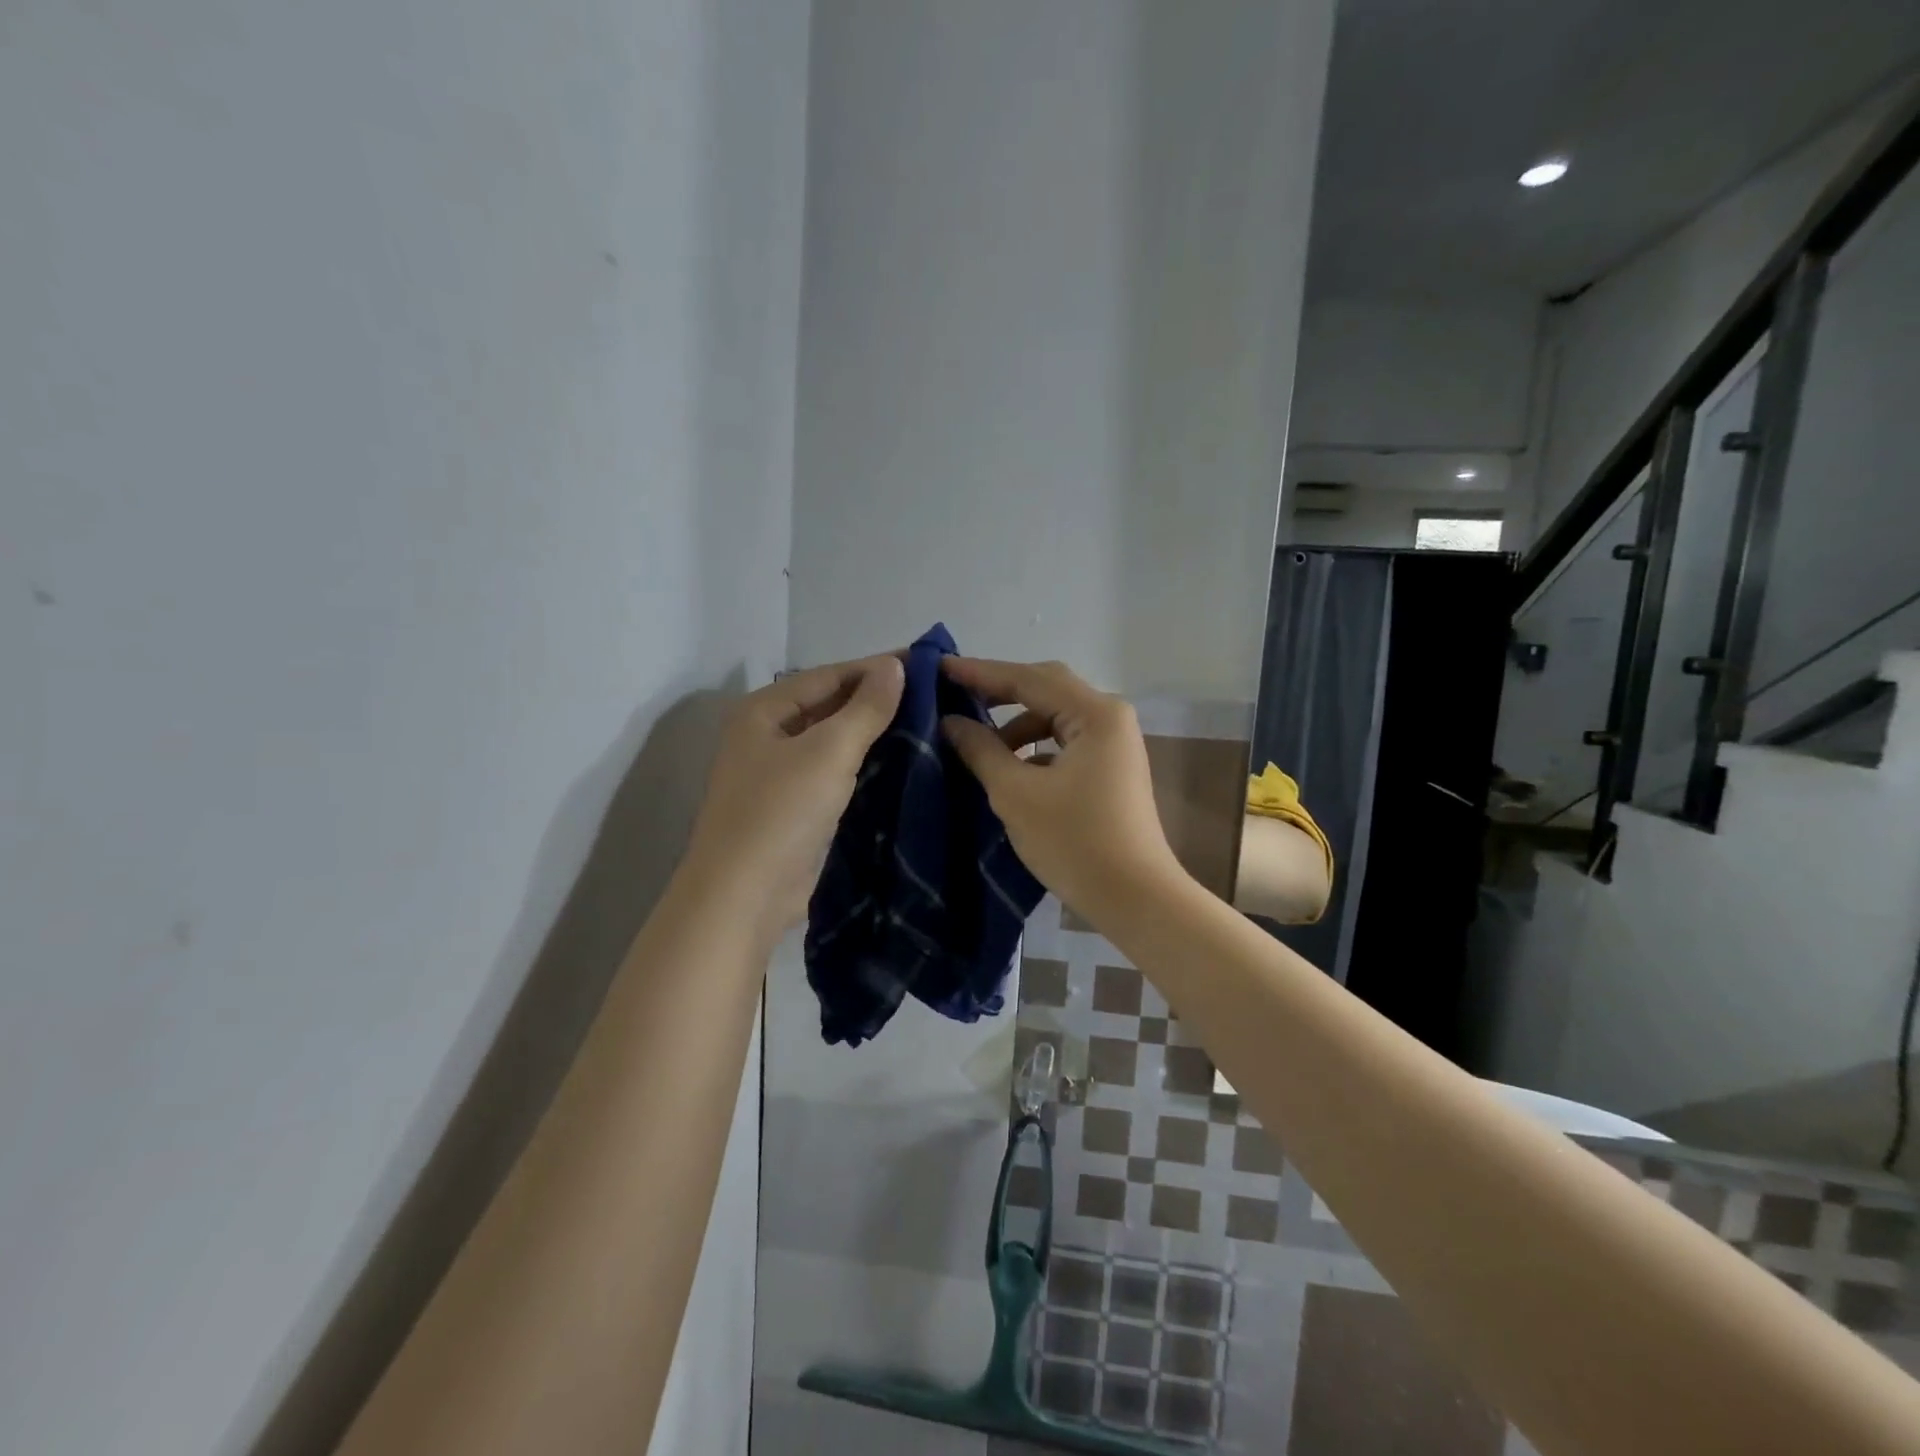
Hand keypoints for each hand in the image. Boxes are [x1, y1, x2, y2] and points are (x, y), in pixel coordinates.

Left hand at [684, 655, 903, 941]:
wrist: (744, 897)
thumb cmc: (781, 812)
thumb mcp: (828, 752)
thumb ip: (865, 708)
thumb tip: (895, 666)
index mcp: (764, 710)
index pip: (829, 675)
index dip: (878, 668)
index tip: (928, 664)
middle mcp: (767, 734)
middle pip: (830, 705)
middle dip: (878, 699)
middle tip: (935, 694)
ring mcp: (780, 772)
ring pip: (835, 741)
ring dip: (875, 732)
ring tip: (928, 722)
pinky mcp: (796, 806)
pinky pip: (836, 772)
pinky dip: (865, 764)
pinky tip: (902, 761)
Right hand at [939, 657, 1182, 923]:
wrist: (1135, 899)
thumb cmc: (1075, 842)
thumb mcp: (1016, 794)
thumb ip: (981, 750)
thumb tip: (950, 722)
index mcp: (1095, 713)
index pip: (1028, 678)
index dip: (980, 672)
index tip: (939, 668)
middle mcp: (1110, 717)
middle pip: (1046, 689)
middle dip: (999, 692)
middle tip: (952, 695)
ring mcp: (1114, 743)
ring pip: (1055, 717)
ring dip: (1015, 724)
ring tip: (975, 741)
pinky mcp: (1110, 767)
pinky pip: (1064, 741)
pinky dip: (1034, 748)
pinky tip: (1007, 767)